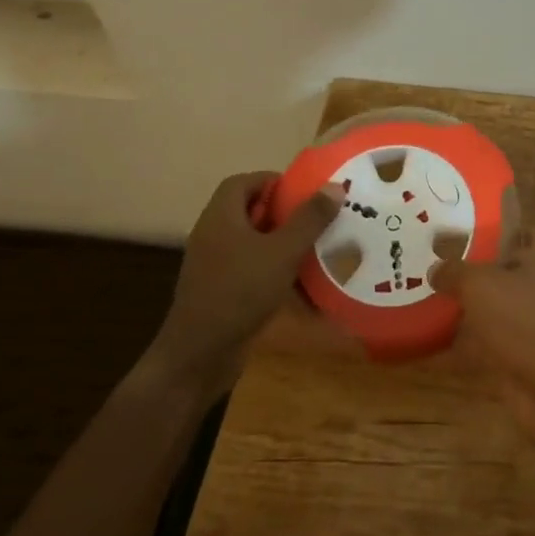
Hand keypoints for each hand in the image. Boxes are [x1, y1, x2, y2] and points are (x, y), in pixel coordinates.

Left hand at [149, 171, 339, 392]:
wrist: (200, 354)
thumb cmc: (240, 291)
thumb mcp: (282, 251)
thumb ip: (309, 219)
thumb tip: (334, 186)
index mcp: (221, 217)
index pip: (243, 182)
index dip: (273, 181)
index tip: (305, 191)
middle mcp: (214, 236)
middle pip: (250, 211)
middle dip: (285, 213)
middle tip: (318, 219)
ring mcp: (215, 266)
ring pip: (253, 242)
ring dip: (283, 243)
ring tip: (316, 248)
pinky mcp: (221, 291)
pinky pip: (252, 270)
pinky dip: (275, 271)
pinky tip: (302, 285)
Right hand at [435, 228, 534, 449]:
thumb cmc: (525, 321)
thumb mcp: (481, 286)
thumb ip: (456, 272)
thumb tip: (436, 269)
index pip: (522, 232)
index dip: (492, 233)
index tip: (458, 238)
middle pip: (507, 272)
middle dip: (474, 274)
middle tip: (435, 271)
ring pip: (499, 309)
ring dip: (470, 311)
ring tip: (429, 304)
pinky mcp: (530, 356)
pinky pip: (494, 344)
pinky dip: (470, 346)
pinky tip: (436, 347)